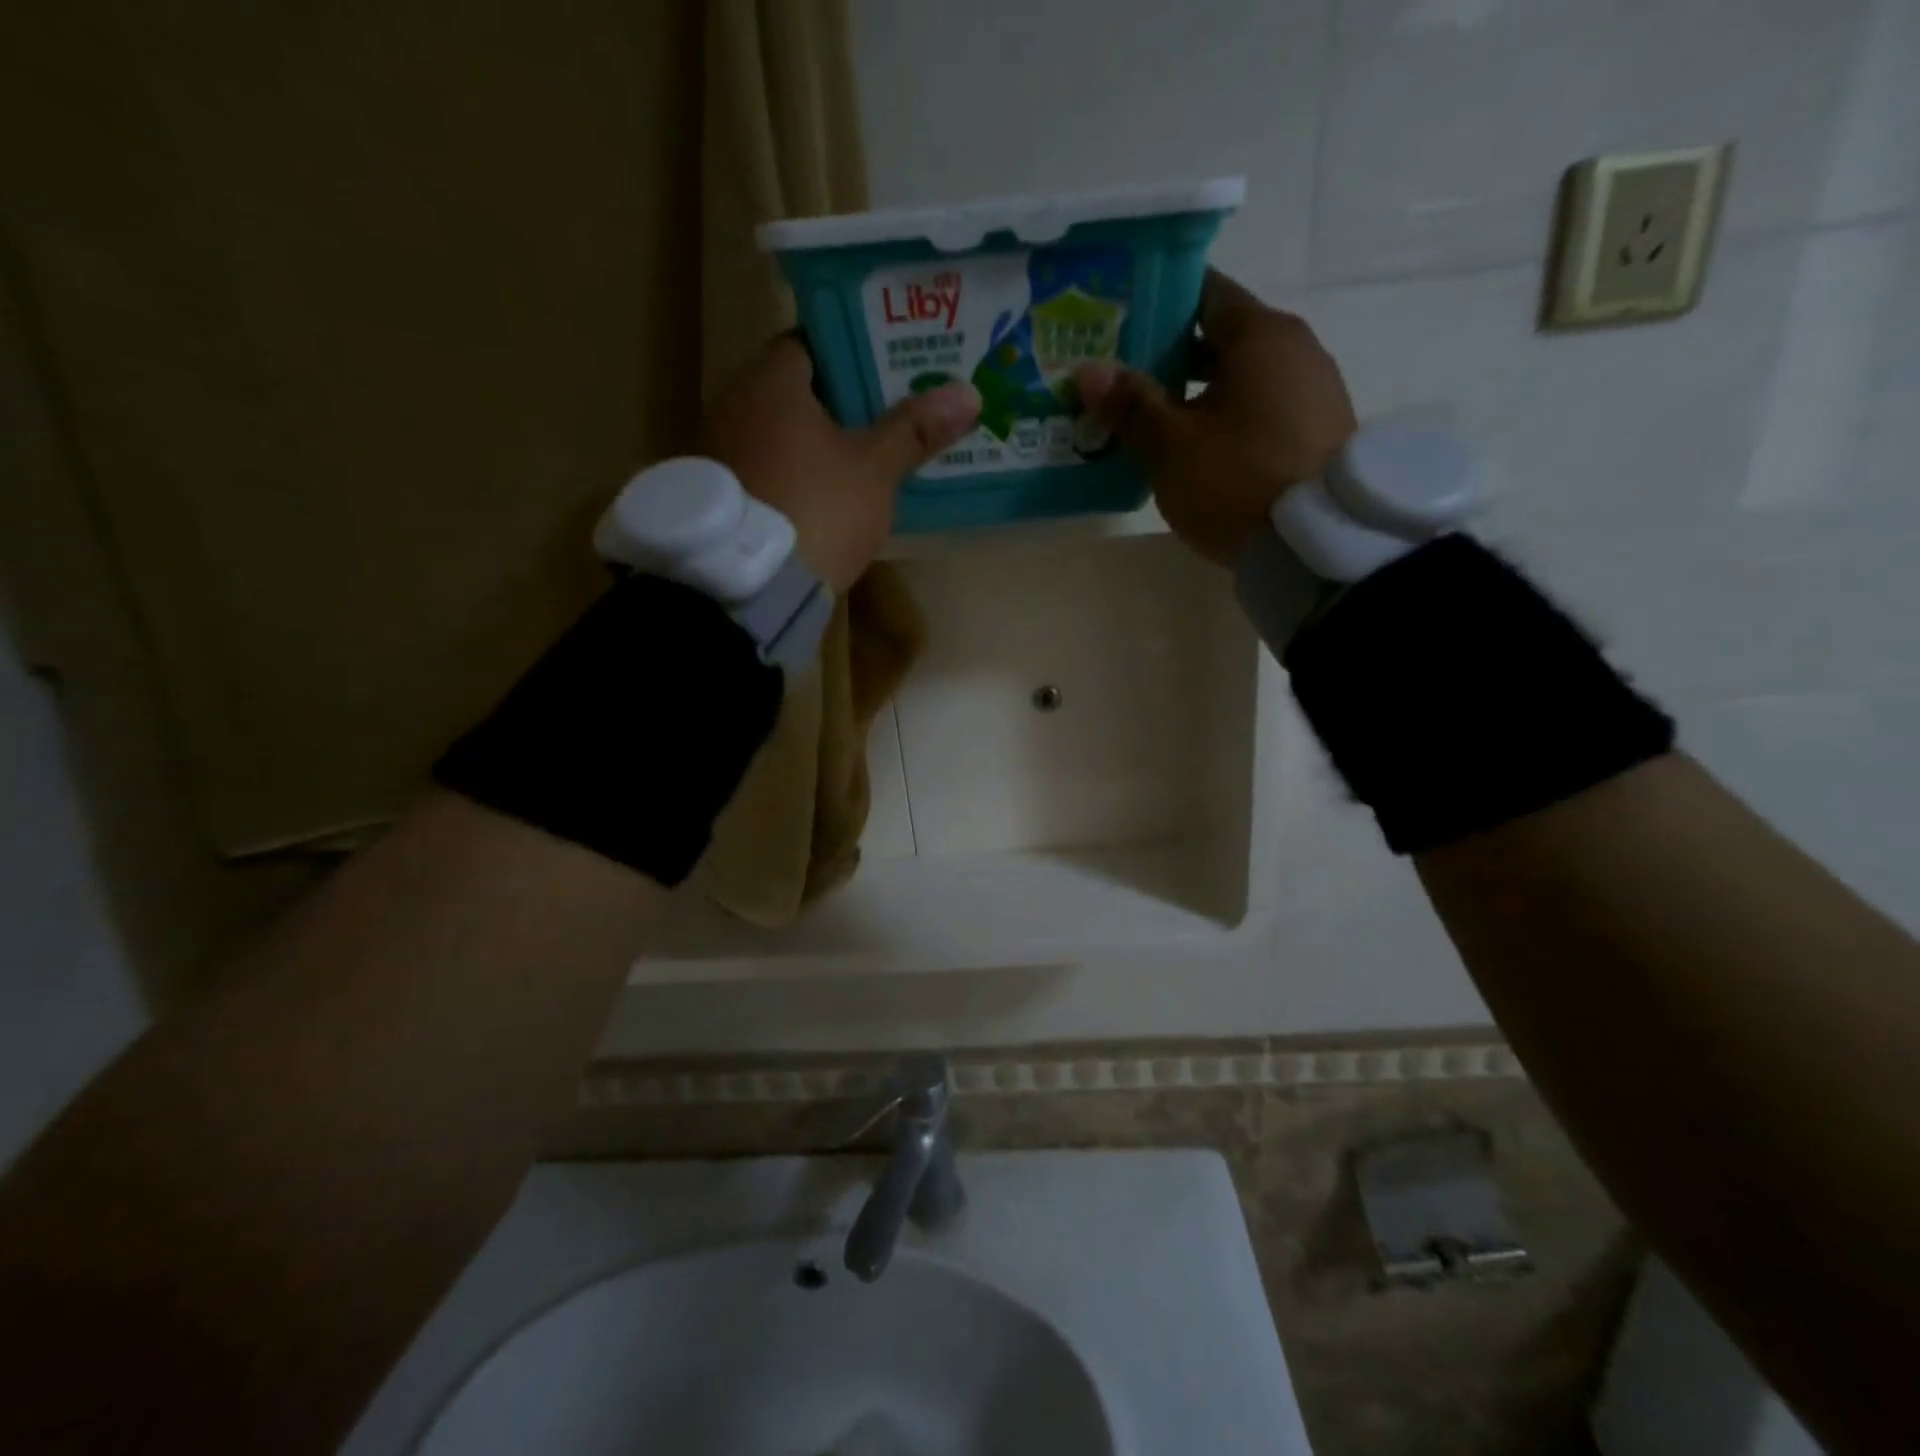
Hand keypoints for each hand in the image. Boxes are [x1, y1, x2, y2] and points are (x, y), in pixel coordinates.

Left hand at [702, 335, 980, 590]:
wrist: (751, 586)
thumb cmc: (817, 508)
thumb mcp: (874, 470)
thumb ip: (914, 430)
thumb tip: (968, 393)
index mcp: (769, 384)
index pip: (810, 345)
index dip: (851, 354)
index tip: (886, 370)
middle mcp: (733, 406)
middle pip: (794, 392)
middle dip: (838, 403)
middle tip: (885, 414)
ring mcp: (719, 454)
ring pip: (779, 436)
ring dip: (814, 444)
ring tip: (862, 457)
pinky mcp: (721, 500)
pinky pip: (765, 471)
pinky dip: (793, 476)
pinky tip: (823, 496)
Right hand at [1075, 271, 1357, 565]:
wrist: (1316, 546)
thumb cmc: (1238, 481)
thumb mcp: (1172, 447)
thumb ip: (1130, 405)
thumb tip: (1087, 371)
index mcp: (1260, 336)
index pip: (1204, 293)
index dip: (1159, 304)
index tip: (1120, 324)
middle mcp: (1295, 350)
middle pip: (1222, 338)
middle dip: (1171, 357)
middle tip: (1122, 379)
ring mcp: (1313, 392)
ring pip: (1241, 379)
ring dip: (1197, 394)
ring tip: (1150, 421)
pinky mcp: (1316, 433)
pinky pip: (1260, 411)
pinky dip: (1226, 419)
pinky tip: (1196, 450)